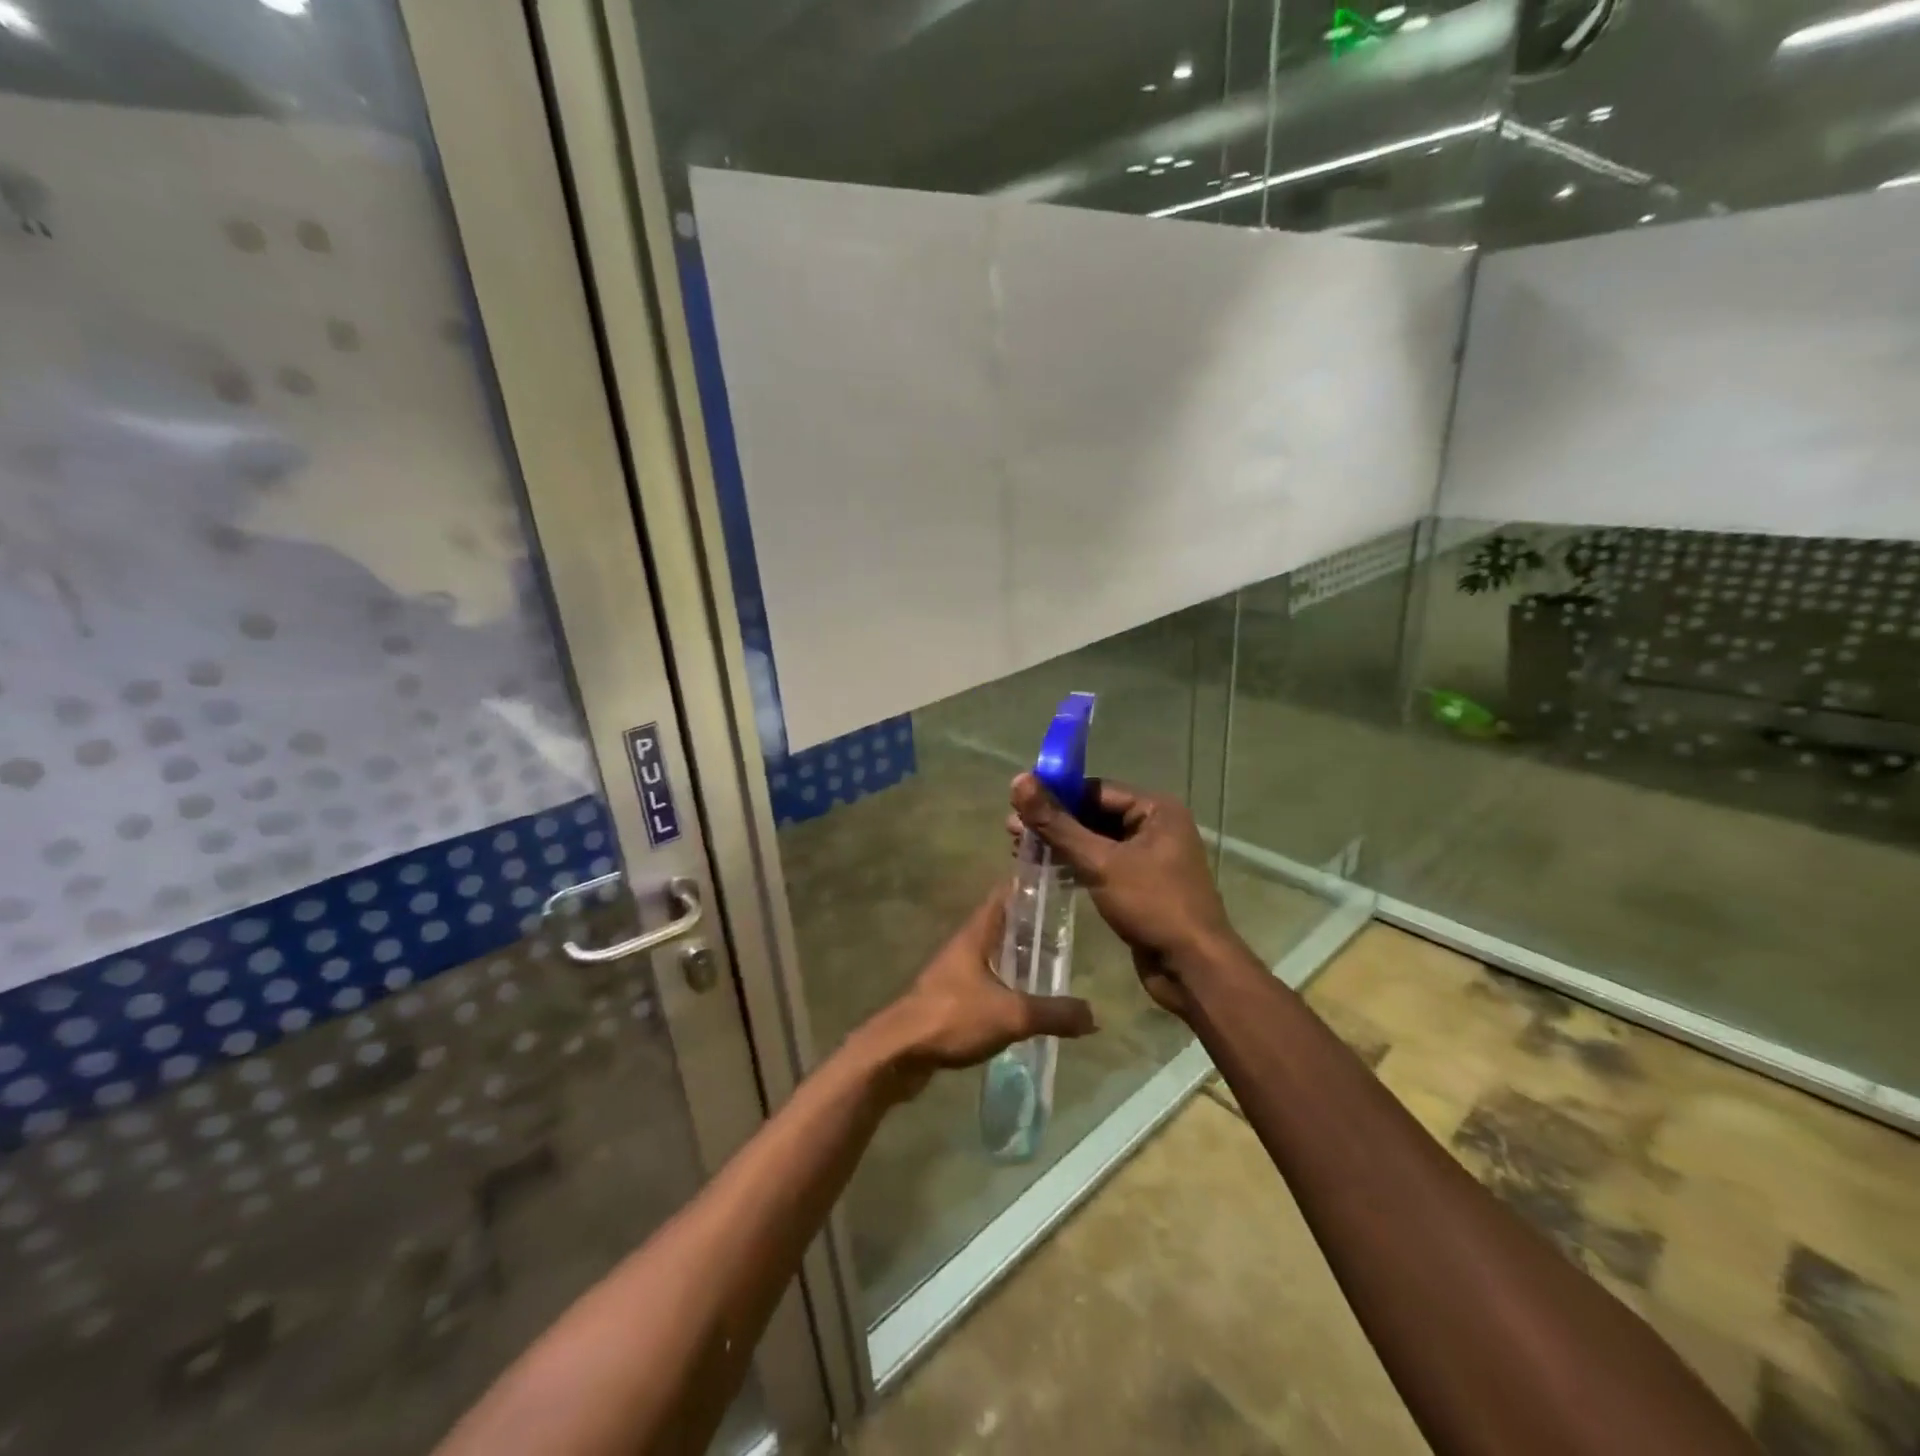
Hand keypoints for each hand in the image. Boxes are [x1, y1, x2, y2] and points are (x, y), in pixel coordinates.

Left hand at [865, 888, 1097, 1099]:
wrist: (899, 1052)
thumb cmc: (953, 1017)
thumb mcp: (1012, 1014)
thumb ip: (1054, 1013)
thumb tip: (1095, 1015)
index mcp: (976, 934)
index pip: (1003, 895)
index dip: (1026, 883)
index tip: (1054, 877)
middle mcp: (964, 947)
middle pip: (1000, 926)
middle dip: (1030, 925)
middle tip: (1065, 929)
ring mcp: (953, 974)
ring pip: (992, 956)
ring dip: (1017, 959)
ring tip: (1051, 966)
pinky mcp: (949, 1000)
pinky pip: (985, 985)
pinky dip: (1006, 987)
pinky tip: (1024, 1004)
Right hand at [1009, 774, 1238, 1017]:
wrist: (1192, 968)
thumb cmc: (1152, 905)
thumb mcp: (1100, 862)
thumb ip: (1057, 823)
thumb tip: (1019, 781)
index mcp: (1156, 809)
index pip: (1095, 790)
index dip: (1056, 795)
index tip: (1018, 804)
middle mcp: (1155, 826)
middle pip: (1094, 814)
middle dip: (1054, 822)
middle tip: (1012, 832)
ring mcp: (1149, 857)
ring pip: (1096, 841)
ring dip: (1061, 845)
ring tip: (1021, 851)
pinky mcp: (1140, 885)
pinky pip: (1102, 864)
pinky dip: (1075, 865)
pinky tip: (1045, 871)